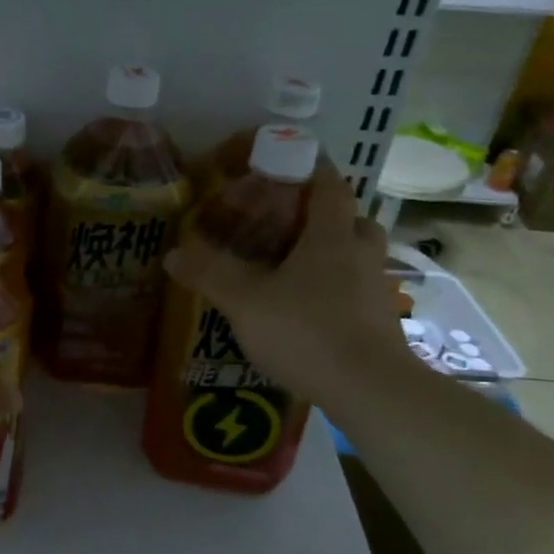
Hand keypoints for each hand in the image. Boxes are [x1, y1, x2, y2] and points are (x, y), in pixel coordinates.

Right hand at [162, 166, 409, 409]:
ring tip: (295, 266)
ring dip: (332, 251)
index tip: (283, 163)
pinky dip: (336, 287)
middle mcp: (361, 253)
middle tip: (287, 223)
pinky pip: (357, 288)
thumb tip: (172, 253)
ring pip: (357, 254)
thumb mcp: (245, 301)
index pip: (327, 183)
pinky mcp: (380, 320)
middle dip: (322, 214)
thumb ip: (209, 274)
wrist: (370, 390)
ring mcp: (376, 288)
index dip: (308, 167)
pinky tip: (308, 307)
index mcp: (331, 235)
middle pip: (350, 217)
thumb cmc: (307, 331)